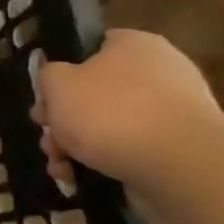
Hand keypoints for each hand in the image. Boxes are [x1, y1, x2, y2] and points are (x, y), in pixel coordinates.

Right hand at [32, 30, 223, 186]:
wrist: (178, 165)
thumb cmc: (110, 111)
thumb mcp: (56, 83)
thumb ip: (48, 76)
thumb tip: (57, 80)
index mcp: (134, 45)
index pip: (91, 48)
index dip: (61, 72)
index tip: (45, 98)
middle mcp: (159, 72)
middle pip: (95, 92)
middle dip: (64, 120)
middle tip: (48, 137)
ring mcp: (172, 112)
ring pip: (108, 125)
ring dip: (76, 146)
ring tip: (60, 167)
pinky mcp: (178, 148)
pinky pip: (130, 150)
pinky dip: (102, 163)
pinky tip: (79, 178)